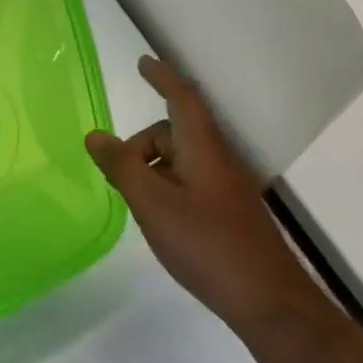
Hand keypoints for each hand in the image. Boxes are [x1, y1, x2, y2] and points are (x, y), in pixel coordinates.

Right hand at [86, 56, 316, 329]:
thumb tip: (95, 135)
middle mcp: (218, 159)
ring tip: (133, 202)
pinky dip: (166, 187)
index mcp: (203, 148)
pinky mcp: (228, 211)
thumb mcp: (152, 203)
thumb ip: (122, 166)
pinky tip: (157, 218)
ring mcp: (226, 186)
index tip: (143, 62)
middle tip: (115, 174)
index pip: (182, 98)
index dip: (162, 77)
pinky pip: (190, 181)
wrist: (267, 301)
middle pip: (174, 132)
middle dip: (141, 144)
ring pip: (180, 160)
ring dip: (152, 169)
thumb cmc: (206, 244)